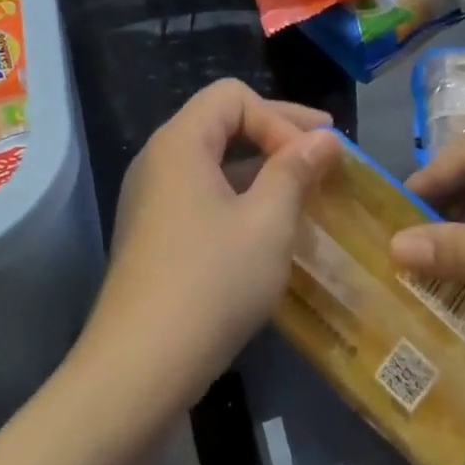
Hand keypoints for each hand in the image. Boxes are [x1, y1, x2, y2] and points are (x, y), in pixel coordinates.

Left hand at [77, 80, 340, 414]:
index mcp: (180, 143)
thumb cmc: (211, 283)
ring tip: (304, 192)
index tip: (313, 157)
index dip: (280, 117)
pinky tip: (269, 229)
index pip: (233, 96)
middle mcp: (158, 160)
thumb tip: (323, 139)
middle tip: (325, 152)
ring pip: (213, 162)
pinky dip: (240, 197)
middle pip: (221, 121)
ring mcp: (150, 198)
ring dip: (262, 169)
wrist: (139, 367)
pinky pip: (202, 194)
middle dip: (276, 133)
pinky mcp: (153, 233)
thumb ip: (295, 171)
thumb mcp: (267, 223)